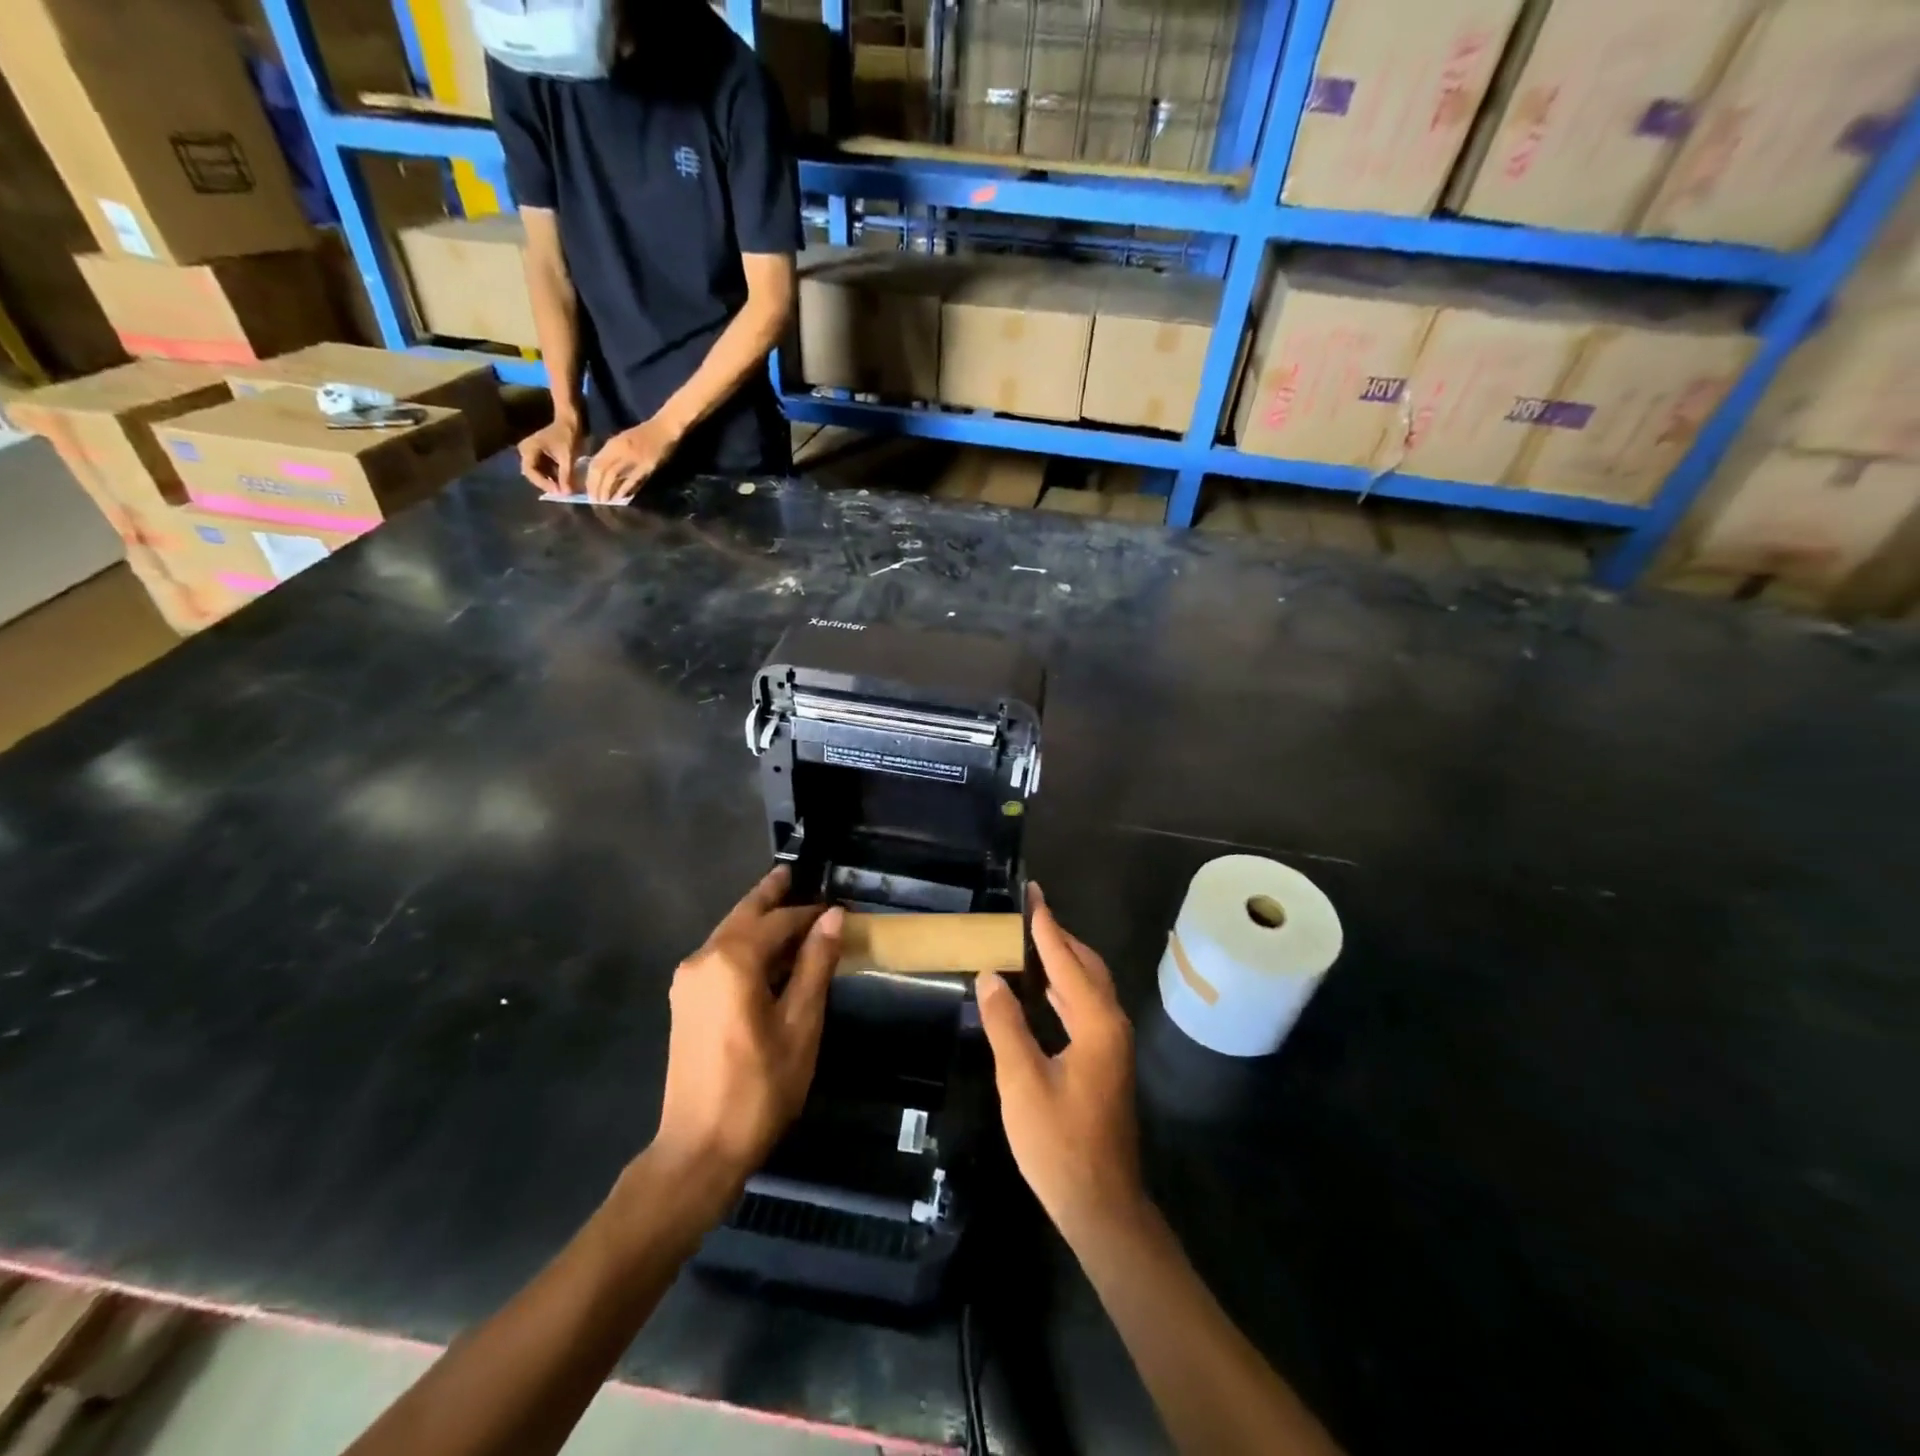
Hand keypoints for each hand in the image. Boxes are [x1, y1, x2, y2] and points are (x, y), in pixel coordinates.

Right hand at [518, 413, 580, 493]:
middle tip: (562, 493)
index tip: (558, 491)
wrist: (570, 422)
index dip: (543, 483)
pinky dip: (554, 476)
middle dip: (547, 484)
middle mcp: (526, 451)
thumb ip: (565, 475)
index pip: (530, 471)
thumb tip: (565, 493)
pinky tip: (564, 481)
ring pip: (539, 473)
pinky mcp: (540, 455)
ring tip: (565, 489)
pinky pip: (544, 469)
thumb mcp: (567, 457)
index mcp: (529, 449)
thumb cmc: (568, 435)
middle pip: (533, 474)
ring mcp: (532, 453)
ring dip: (551, 481)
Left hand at [584, 415, 680, 502]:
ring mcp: (634, 460)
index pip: (596, 464)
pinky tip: (620, 499)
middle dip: (598, 488)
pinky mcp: (646, 467)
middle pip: (604, 472)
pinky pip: (632, 481)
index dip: (591, 479)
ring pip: (615, 477)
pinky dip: (624, 490)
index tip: (588, 492)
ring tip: (606, 503)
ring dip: (609, 491)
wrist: (664, 429)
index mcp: (613, 444)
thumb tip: (600, 472)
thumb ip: (611, 454)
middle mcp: (621, 451)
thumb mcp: (622, 440)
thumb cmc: (644, 434)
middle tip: (596, 502)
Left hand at [653, 867, 842, 1189]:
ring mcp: (688, 982)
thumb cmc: (760, 1087)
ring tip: (785, 906)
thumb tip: (833, 916)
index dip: (809, 912)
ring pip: (728, 935)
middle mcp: (702, 959)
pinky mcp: (685, 1002)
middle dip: (769, 895)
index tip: (836, 908)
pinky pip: (719, 957)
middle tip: (792, 872)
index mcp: (731, 960)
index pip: (778, 920)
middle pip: (743, 916)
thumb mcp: (800, 1024)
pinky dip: (744, 945)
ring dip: (757, 921)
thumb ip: (814, 965)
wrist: (698, 1148)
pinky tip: (765, 952)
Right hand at [977, 884, 1143, 1245]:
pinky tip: (1042, 991)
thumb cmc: (1059, 1143)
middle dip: (1058, 937)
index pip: (1067, 960)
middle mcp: (1110, 1024)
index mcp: (1095, 1023)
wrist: (1101, 1205)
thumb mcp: (1022, 1082)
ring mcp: (1111, 1045)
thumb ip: (1006, 1024)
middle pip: (1086, 966)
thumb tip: (991, 976)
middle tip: (1027, 913)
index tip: (1032, 894)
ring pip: (1088, 986)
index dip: (1046, 926)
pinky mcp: (1104, 1061)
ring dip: (1062, 961)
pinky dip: (1064, 988)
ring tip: (1029, 942)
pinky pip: (1085, 1007)